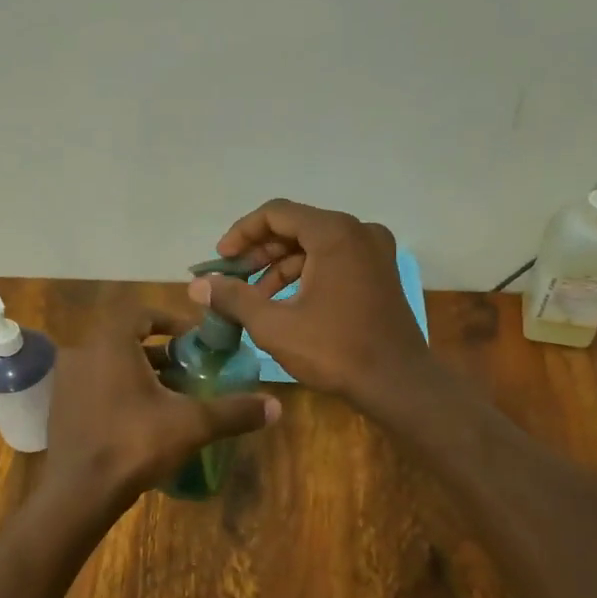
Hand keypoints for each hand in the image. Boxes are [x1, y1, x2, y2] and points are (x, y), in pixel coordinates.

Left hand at [44, 308, 280, 511]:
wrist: (78, 494)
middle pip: (127, 341)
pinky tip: (142, 422)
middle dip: (161, 355)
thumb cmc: (134, 443)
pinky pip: (95, 388)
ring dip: (141, 375)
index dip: (170, 322)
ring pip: (110, 366)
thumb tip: (276, 406)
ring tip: (171, 399)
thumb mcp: (191, 424)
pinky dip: (120, 394)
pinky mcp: (60, 410)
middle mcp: (82, 354)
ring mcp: (66, 383)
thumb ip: (233, 411)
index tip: (193, 342)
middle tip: (188, 373)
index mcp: (110, 344)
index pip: (141, 314)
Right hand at [188, 200, 434, 410]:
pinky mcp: (380, 272)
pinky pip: (334, 260)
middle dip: (259, 252)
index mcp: (334, 233)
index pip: (276, 214)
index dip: (242, 233)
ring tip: (254, 299)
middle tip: (232, 279)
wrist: (398, 384)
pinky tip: (285, 303)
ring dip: (280, 267)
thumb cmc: (336, 350)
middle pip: (296, 227)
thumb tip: (198, 286)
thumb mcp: (275, 326)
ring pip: (314, 246)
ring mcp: (374, 251)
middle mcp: (358, 231)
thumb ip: (234, 298)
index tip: (221, 260)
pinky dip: (306, 275)